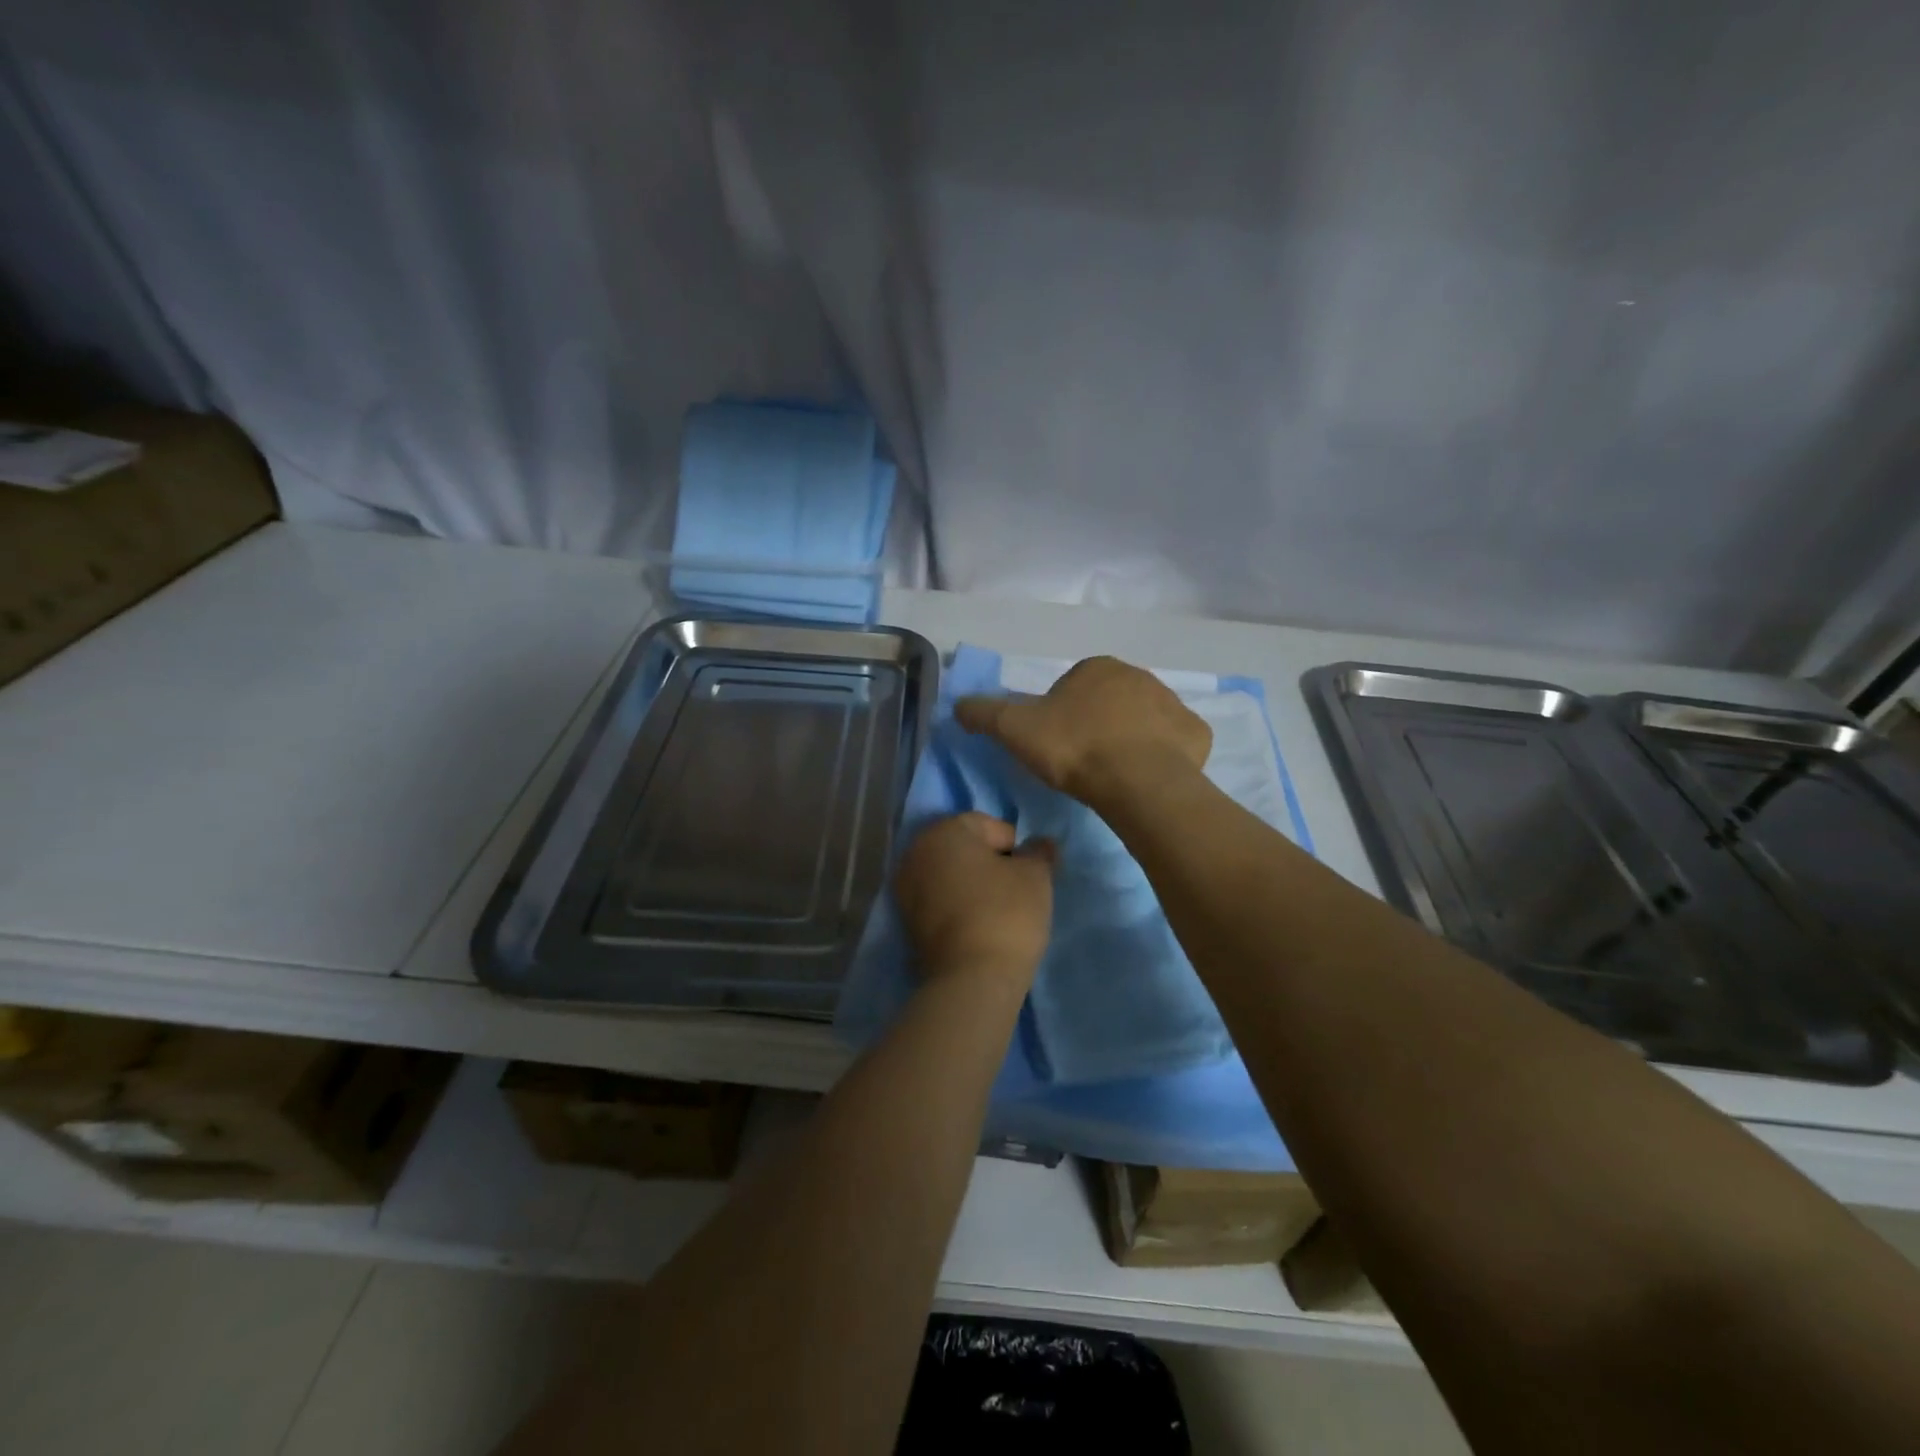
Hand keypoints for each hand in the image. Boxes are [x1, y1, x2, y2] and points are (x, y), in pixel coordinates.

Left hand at [894, 813, 1053, 987]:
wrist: (971, 979)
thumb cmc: (1005, 913)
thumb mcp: (1035, 876)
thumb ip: (1038, 852)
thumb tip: (1039, 844)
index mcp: (942, 831)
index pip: (987, 824)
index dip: (1014, 846)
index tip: (1029, 873)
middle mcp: (915, 853)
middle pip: (963, 848)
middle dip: (990, 863)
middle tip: (1017, 889)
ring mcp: (905, 889)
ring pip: (950, 875)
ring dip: (973, 885)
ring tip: (1000, 911)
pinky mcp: (906, 923)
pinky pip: (939, 901)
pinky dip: (958, 906)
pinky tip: (980, 926)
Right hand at [955, 656, 1211, 807]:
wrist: (1136, 781)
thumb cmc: (1074, 747)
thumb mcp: (1014, 729)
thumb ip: (983, 712)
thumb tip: (958, 705)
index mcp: (1097, 668)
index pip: (1072, 687)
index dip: (1059, 717)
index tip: (1054, 746)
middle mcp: (1139, 676)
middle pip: (1109, 702)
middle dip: (1097, 725)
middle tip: (1081, 762)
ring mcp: (1173, 704)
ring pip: (1144, 720)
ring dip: (1130, 739)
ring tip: (1112, 775)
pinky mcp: (1197, 735)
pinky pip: (1175, 743)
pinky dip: (1163, 757)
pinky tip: (1145, 780)